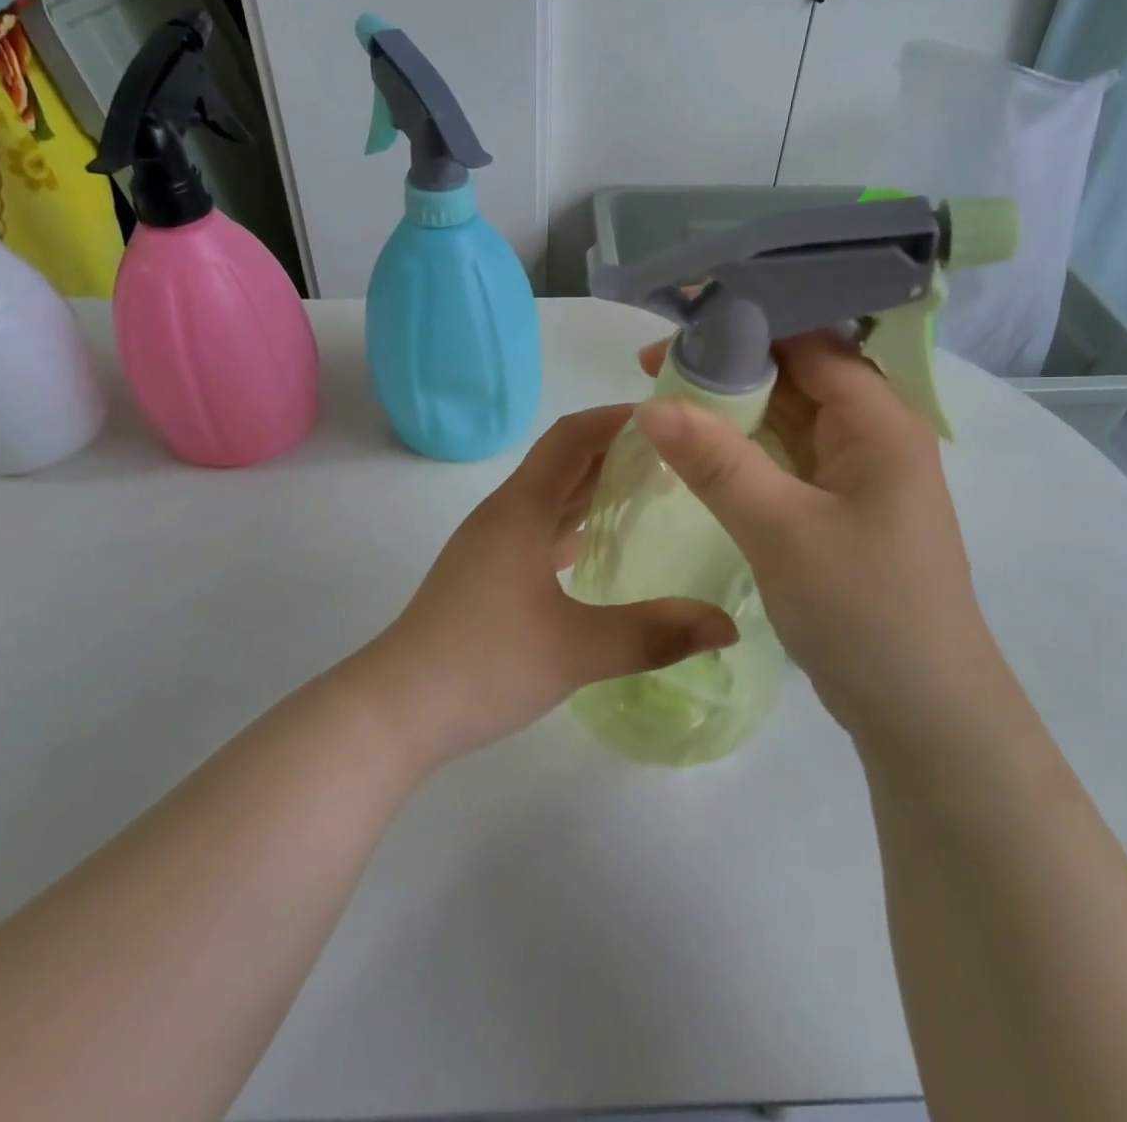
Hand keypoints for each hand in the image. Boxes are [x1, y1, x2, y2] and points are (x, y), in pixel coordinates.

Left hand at [356, 405, 738, 769]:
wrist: (397, 709)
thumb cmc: (484, 665)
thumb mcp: (577, 650)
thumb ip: (655, 634)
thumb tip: (729, 625)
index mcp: (520, 510)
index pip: (571, 437)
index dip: (616, 418)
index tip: (668, 418)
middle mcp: (504, 514)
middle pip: (563, 461)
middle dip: (615, 449)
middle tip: (675, 456)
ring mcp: (492, 544)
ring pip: (550, 496)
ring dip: (594, 485)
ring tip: (650, 490)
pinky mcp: (488, 572)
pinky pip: (539, 527)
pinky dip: (575, 521)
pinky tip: (601, 542)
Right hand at [634, 334, 994, 757]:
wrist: (921, 714)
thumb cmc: (863, 611)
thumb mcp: (781, 530)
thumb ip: (716, 462)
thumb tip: (649, 404)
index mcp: (879, 421)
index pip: (808, 343)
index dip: (740, 329)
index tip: (672, 332)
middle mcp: (874, 434)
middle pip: (795, 375)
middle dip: (726, 366)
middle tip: (651, 370)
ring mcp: (857, 473)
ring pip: (787, 417)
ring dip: (731, 408)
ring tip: (662, 400)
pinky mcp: (840, 507)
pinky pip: (786, 458)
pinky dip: (744, 448)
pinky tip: (699, 448)